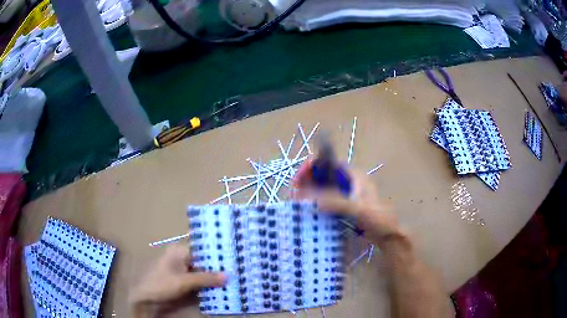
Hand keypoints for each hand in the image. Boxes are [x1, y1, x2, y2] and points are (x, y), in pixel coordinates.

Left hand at [129, 244, 226, 316]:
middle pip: (202, 260)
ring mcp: (179, 268)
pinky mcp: (180, 278)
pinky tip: (217, 287)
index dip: (218, 255)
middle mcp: (180, 256)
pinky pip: (196, 278)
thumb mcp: (185, 282)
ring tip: (231, 279)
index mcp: (179, 251)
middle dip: (217, 267)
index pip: (203, 250)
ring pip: (200, 270)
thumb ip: (206, 278)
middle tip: (236, 271)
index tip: (234, 260)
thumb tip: (228, 275)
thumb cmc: (162, 284)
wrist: (145, 297)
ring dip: (212, 276)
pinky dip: (205, 282)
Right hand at [292, 160, 406, 249]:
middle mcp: (350, 183)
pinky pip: (328, 202)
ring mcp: (347, 196)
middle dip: (309, 180)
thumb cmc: (379, 219)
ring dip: (312, 192)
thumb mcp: (359, 209)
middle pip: (325, 176)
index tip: (299, 178)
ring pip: (325, 189)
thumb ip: (336, 202)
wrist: (389, 236)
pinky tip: (309, 211)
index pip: (330, 163)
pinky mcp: (345, 209)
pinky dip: (317, 204)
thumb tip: (308, 196)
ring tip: (297, 201)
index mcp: (355, 176)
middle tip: (294, 192)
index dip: (313, 166)